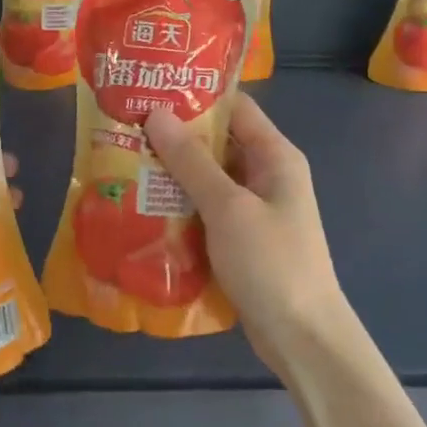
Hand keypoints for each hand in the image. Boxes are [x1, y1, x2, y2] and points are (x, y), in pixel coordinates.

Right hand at [144, 94, 353, 374]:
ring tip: (125, 161)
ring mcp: (255, 209)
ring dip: (173, 174)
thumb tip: (156, 114)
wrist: (301, 337)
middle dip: (174, 137)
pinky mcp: (241, 239)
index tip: (151, 89)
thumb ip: (191, 161)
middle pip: (218, 143)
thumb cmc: (270, 262)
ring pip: (208, 179)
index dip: (195, 96)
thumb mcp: (228, 207)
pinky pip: (207, 210)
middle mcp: (267, 175)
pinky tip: (144, 205)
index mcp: (275, 156)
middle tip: (126, 128)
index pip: (235, 108)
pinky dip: (180, 206)